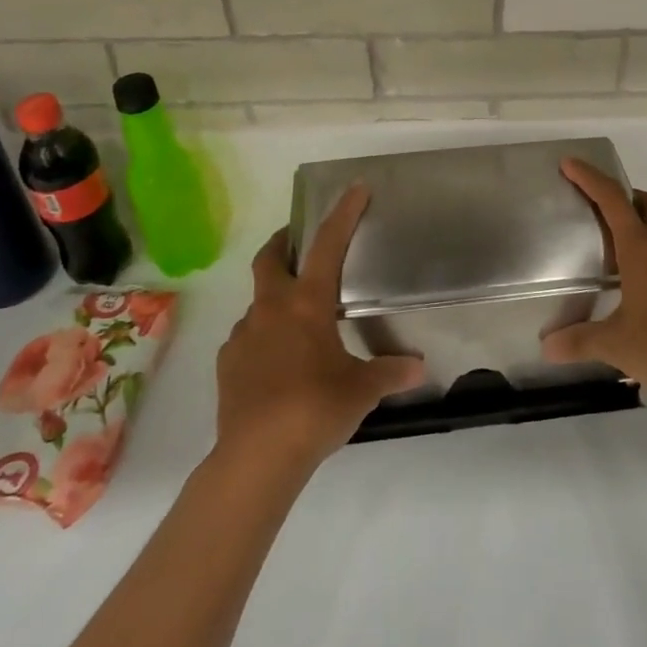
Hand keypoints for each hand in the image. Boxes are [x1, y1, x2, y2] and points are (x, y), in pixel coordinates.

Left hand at [216, 185, 425, 472]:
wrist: (256, 457)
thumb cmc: (315, 408)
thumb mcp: (361, 389)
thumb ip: (390, 372)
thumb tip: (419, 368)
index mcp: (307, 303)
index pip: (327, 245)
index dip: (343, 214)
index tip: (355, 188)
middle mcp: (271, 309)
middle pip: (270, 258)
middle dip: (283, 242)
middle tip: (298, 242)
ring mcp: (243, 335)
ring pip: (258, 302)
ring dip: (276, 300)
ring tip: (299, 323)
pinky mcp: (228, 363)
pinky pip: (248, 338)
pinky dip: (264, 338)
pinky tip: (278, 363)